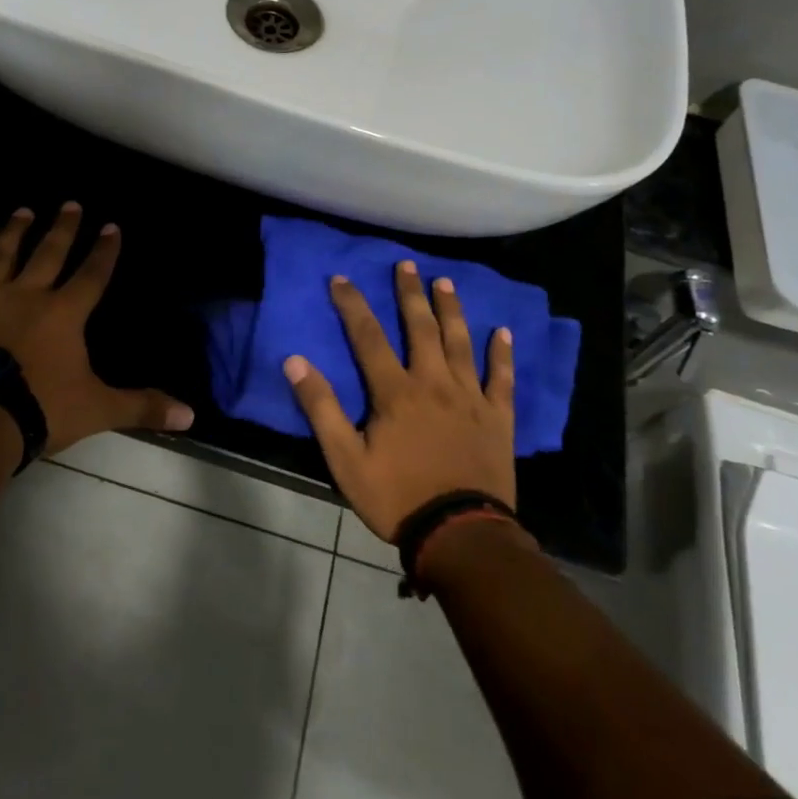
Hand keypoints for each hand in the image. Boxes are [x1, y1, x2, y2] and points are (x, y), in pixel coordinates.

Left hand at [0, 203, 194, 454]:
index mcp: (64, 313)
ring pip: (2, 256)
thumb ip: (141, 406)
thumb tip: (190, 415)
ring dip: (13, 232)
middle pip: (48, 254)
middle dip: (63, 229)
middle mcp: (26, 296)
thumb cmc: (40, 408)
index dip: (104, 251)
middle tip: (70, 204)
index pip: (92, 275)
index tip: (111, 226)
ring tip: (22, 211)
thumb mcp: (97, 409)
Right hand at [283, 260, 517, 542]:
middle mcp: (434, 383)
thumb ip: (321, 407)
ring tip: (445, 282)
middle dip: (410, 294)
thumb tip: (295, 361)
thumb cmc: (396, 497)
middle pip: (421, 328)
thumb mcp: (344, 458)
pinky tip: (502, 332)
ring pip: (460, 343)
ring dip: (452, 310)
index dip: (352, 304)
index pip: (368, 336)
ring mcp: (471, 397)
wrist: (460, 533)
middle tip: (406, 264)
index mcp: (395, 391)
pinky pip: (501, 378)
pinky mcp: (498, 417)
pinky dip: (502, 354)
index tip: (341, 278)